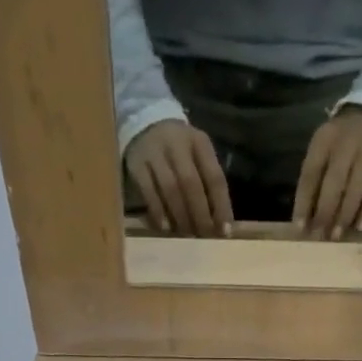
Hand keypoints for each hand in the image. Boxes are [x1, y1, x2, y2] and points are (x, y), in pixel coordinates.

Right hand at [124, 119, 233, 236]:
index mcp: (199, 143)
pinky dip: (158, 211)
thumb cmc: (179, 150)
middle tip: (204, 236)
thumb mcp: (198, 156)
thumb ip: (208, 183)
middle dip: (200, 214)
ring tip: (187, 235)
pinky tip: (165, 227)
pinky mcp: (137, 165)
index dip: (221, 206)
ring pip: (170, 188)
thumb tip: (219, 223)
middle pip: (191, 183)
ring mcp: (155, 153)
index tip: (224, 231)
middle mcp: (177, 145)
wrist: (144, 125)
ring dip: (180, 215)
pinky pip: (149, 192)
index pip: (215, 177)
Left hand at [294, 105, 361, 239]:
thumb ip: (313, 179)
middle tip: (319, 235)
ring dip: (345, 215)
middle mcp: (347, 144)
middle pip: (335, 181)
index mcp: (324, 140)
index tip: (300, 227)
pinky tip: (360, 227)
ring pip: (357, 188)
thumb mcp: (321, 150)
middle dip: (325, 211)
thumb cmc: (338, 143)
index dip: (304, 202)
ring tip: (336, 235)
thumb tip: (305, 219)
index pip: (311, 174)